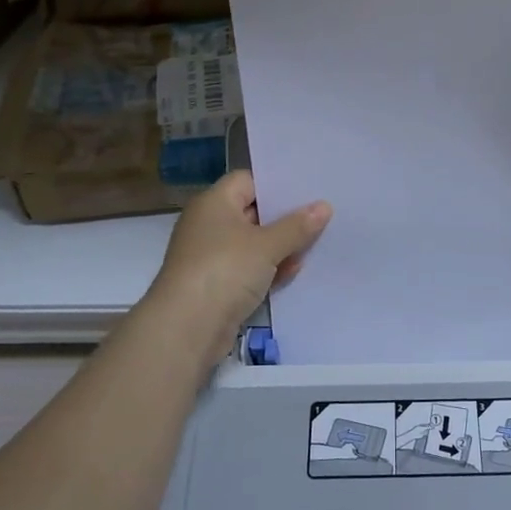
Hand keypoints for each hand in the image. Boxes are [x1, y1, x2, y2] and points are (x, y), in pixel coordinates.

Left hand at [150, 171, 331, 357]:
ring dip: (280, 247)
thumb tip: (324, 206)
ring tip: (317, 244)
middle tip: (322, 215)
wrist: (186, 328)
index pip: (248, 180)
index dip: (276, 184)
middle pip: (252, 212)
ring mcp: (212, 257)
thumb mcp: (267, 245)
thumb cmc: (225, 270)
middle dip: (285, 218)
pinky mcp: (217, 285)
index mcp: (214, 203)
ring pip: (253, 244)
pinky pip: (248, 269)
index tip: (308, 189)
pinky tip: (296, 272)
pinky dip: (269, 270)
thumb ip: (297, 226)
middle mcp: (209, 224)